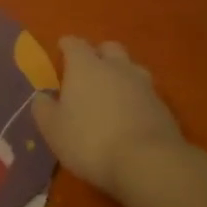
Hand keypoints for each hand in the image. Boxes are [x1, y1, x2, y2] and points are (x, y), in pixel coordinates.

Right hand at [31, 38, 189, 199]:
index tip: (61, 52)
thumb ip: (43, 108)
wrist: (147, 163)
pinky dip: (136, 98)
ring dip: (121, 75)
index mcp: (85, 66)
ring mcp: (144, 85)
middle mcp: (116, 67)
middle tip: (88, 72)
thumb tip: (42, 96)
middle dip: (98, 54)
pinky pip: (146, 92)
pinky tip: (130, 115)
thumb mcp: (53, 129)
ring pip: (131, 68)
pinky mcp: (163, 106)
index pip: (74, 43)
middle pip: (109, 48)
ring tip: (111, 93)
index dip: (66, 46)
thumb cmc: (89, 141)